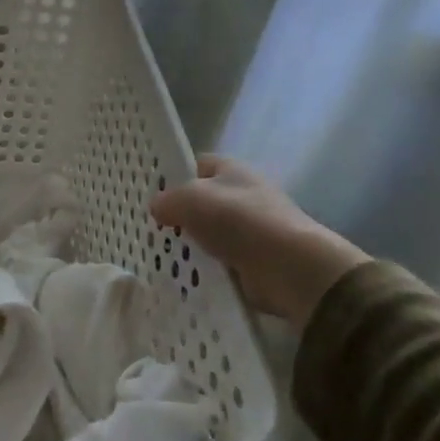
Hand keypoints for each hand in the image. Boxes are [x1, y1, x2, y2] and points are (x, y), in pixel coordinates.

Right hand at [149, 156, 368, 327]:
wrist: (289, 267)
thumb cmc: (239, 220)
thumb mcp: (191, 198)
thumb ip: (168, 200)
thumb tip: (157, 207)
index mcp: (231, 170)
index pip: (196, 164)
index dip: (173, 175)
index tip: (149, 193)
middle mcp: (242, 195)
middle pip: (201, 201)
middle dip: (178, 214)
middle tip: (150, 227)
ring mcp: (249, 230)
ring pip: (208, 233)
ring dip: (190, 245)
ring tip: (159, 255)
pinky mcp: (253, 261)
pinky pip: (219, 261)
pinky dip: (204, 269)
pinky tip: (182, 275)